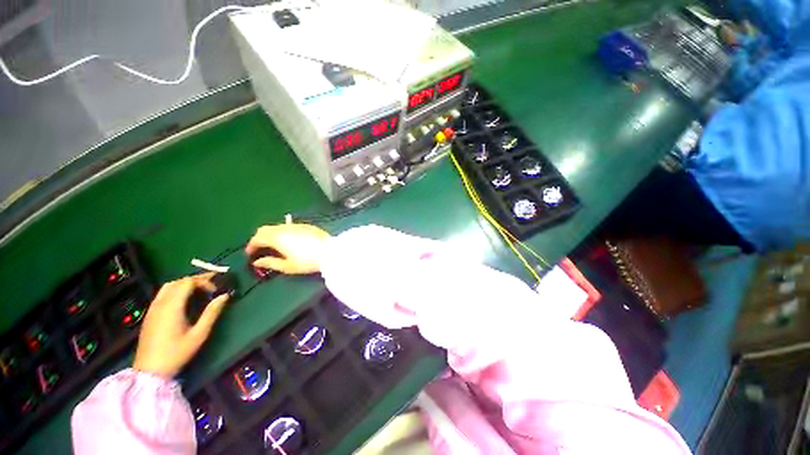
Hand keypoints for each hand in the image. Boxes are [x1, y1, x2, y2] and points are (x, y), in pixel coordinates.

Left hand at [133, 273, 229, 378]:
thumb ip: (212, 313)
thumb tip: (225, 296)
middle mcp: (161, 303)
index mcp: (172, 307)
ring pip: (168, 286)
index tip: (215, 290)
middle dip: (196, 280)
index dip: (204, 281)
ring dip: (185, 284)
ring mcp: (153, 309)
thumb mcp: (199, 334)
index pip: (188, 282)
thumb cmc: (177, 353)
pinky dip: (175, 290)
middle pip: (178, 281)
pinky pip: (162, 294)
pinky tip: (184, 300)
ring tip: (199, 291)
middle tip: (211, 286)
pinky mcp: (150, 314)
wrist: (150, 371)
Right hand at [246, 223, 330, 273]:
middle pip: (265, 229)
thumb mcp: (287, 266)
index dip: (251, 246)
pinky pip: (289, 226)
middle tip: (260, 248)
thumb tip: (257, 262)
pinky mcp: (307, 225)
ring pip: (277, 226)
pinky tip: (288, 240)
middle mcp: (284, 228)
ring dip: (271, 234)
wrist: (330, 251)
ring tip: (273, 245)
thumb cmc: (307, 261)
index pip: (257, 238)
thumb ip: (270, 263)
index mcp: (277, 237)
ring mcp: (296, 225)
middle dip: (259, 238)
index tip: (250, 254)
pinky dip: (283, 232)